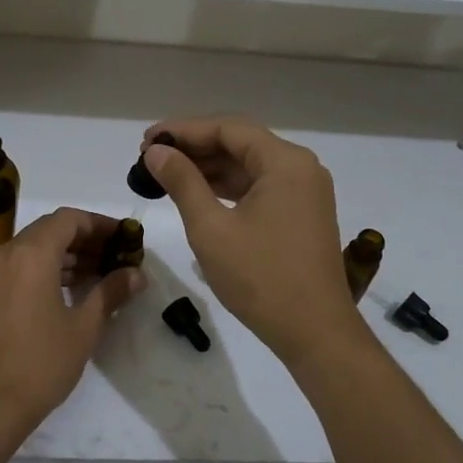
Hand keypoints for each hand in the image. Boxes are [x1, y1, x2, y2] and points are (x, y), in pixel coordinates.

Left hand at [0, 207, 145, 443]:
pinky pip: (16, 267)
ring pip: (31, 249)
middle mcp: (5, 253)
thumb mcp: (83, 327)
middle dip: (83, 239)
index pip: (68, 219)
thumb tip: (136, 274)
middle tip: (114, 257)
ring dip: (63, 255)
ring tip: (96, 276)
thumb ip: (110, 292)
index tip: (123, 239)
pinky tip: (65, 292)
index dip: (99, 224)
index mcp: (31, 253)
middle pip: (48, 230)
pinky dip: (42, 269)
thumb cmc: (40, 362)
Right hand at [140, 117, 358, 362]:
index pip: (228, 128)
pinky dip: (227, 187)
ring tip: (166, 174)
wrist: (315, 333)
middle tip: (151, 157)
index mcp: (285, 162)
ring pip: (248, 165)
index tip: (147, 140)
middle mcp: (300, 167)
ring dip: (209, 167)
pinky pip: (259, 186)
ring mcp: (304, 191)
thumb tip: (156, 152)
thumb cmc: (260, 278)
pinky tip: (196, 193)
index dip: (184, 130)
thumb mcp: (211, 228)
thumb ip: (182, 182)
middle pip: (240, 142)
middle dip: (194, 147)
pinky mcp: (301, 213)